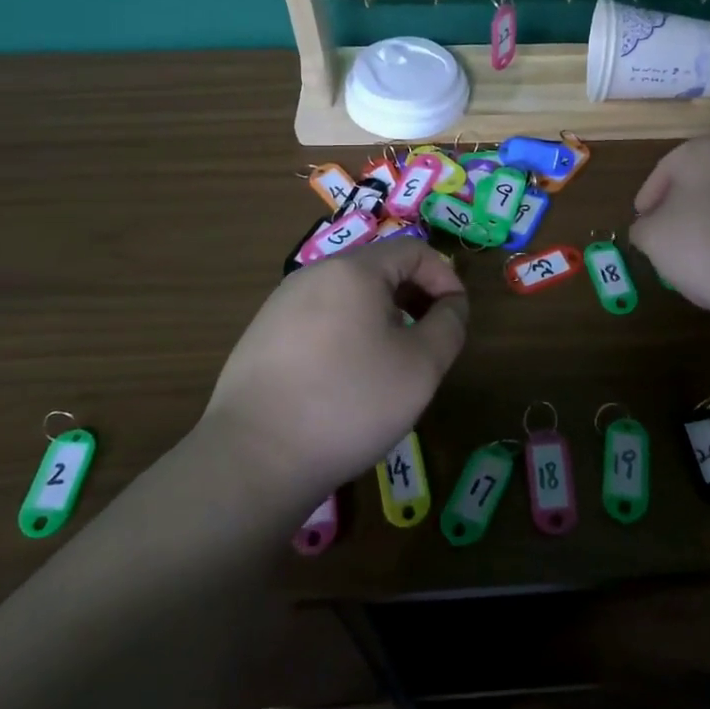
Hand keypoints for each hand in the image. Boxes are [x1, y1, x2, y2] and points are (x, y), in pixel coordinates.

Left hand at [196, 240, 468, 509]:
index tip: (455, 319)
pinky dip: (346, 335)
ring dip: (380, 318)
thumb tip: (451, 304)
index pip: (414, 250)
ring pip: (348, 296)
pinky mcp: (262, 335)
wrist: (254, 458)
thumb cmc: (349, 403)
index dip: (445, 278)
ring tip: (388, 365)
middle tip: (427, 344)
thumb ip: (449, 325)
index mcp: (353, 270)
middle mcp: (313, 274)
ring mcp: (281, 304)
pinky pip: (319, 319)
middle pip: (379, 269)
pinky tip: (344, 381)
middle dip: (413, 298)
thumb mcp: (421, 367)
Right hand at [629, 136, 709, 323]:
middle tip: (673, 239)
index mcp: (708, 148)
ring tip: (709, 258)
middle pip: (706, 180)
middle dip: (687, 207)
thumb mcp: (653, 238)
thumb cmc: (706, 245)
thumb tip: (649, 228)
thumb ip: (644, 227)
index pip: (667, 169)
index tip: (642, 223)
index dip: (649, 198)